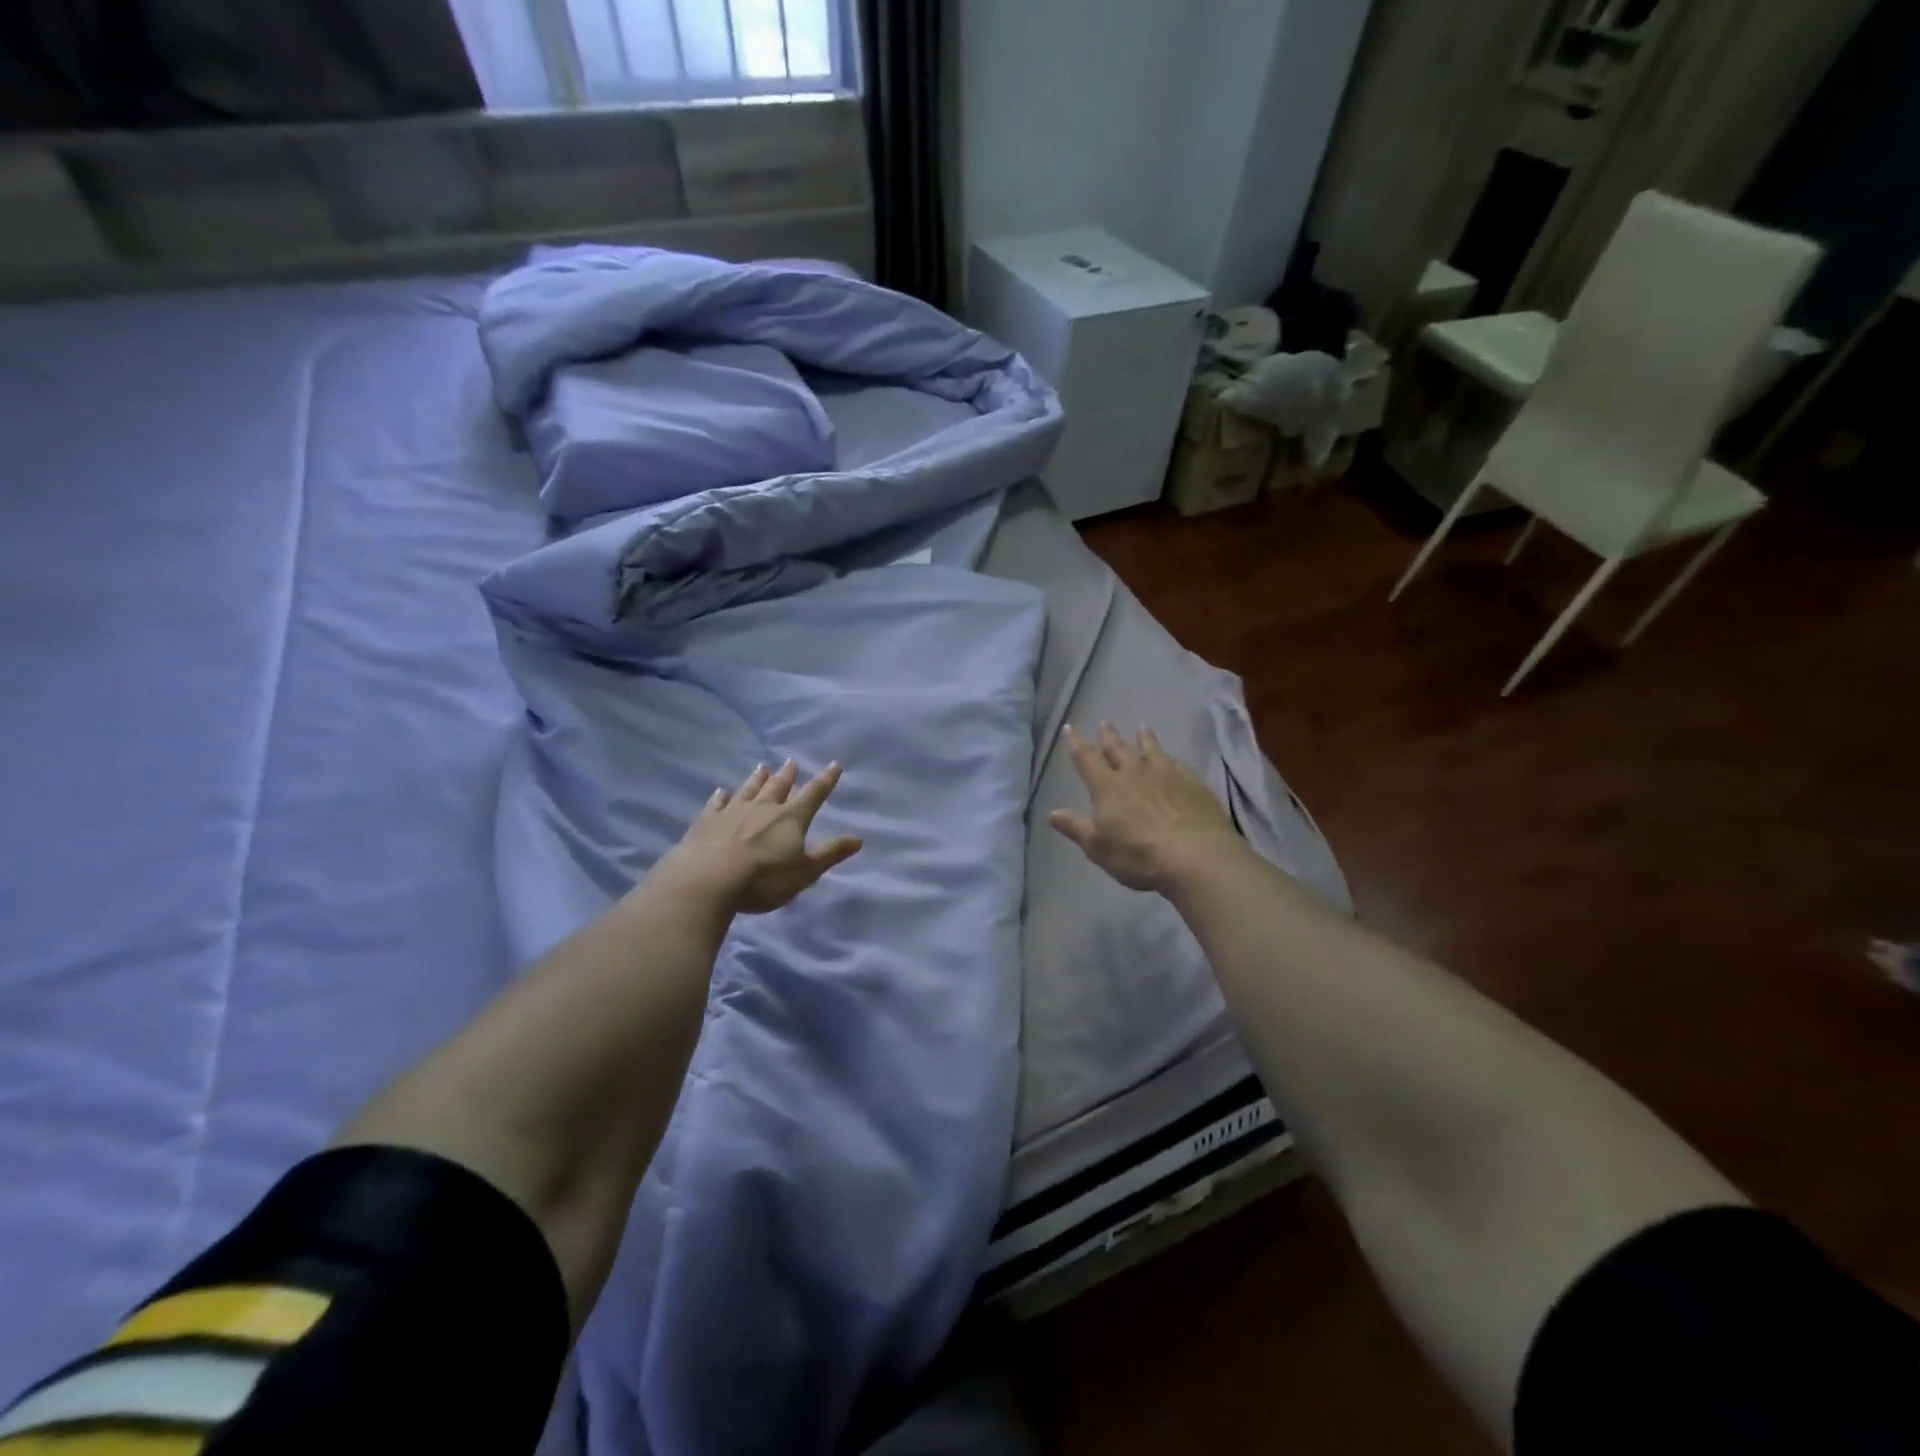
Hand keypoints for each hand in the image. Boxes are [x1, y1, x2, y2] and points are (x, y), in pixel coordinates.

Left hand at [667, 760, 862, 913]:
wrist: (708, 880)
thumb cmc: (763, 879)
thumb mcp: (805, 872)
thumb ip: (830, 853)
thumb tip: (858, 839)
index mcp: (791, 818)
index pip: (813, 795)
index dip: (826, 780)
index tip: (834, 764)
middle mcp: (764, 808)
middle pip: (779, 786)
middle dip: (788, 775)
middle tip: (792, 762)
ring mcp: (733, 811)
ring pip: (749, 789)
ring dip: (757, 779)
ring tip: (763, 767)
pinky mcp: (707, 821)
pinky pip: (716, 803)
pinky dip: (720, 796)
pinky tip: (721, 791)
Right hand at [1049, 724, 1241, 892]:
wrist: (1196, 856)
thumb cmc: (1139, 855)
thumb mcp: (1098, 847)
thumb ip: (1076, 827)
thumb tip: (1052, 814)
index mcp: (1108, 787)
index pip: (1087, 759)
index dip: (1077, 744)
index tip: (1071, 728)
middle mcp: (1135, 773)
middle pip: (1118, 748)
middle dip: (1108, 736)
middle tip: (1104, 723)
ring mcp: (1166, 774)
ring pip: (1151, 749)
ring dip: (1143, 738)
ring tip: (1141, 727)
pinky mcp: (1192, 782)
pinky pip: (1177, 763)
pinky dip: (1170, 758)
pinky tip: (1172, 759)